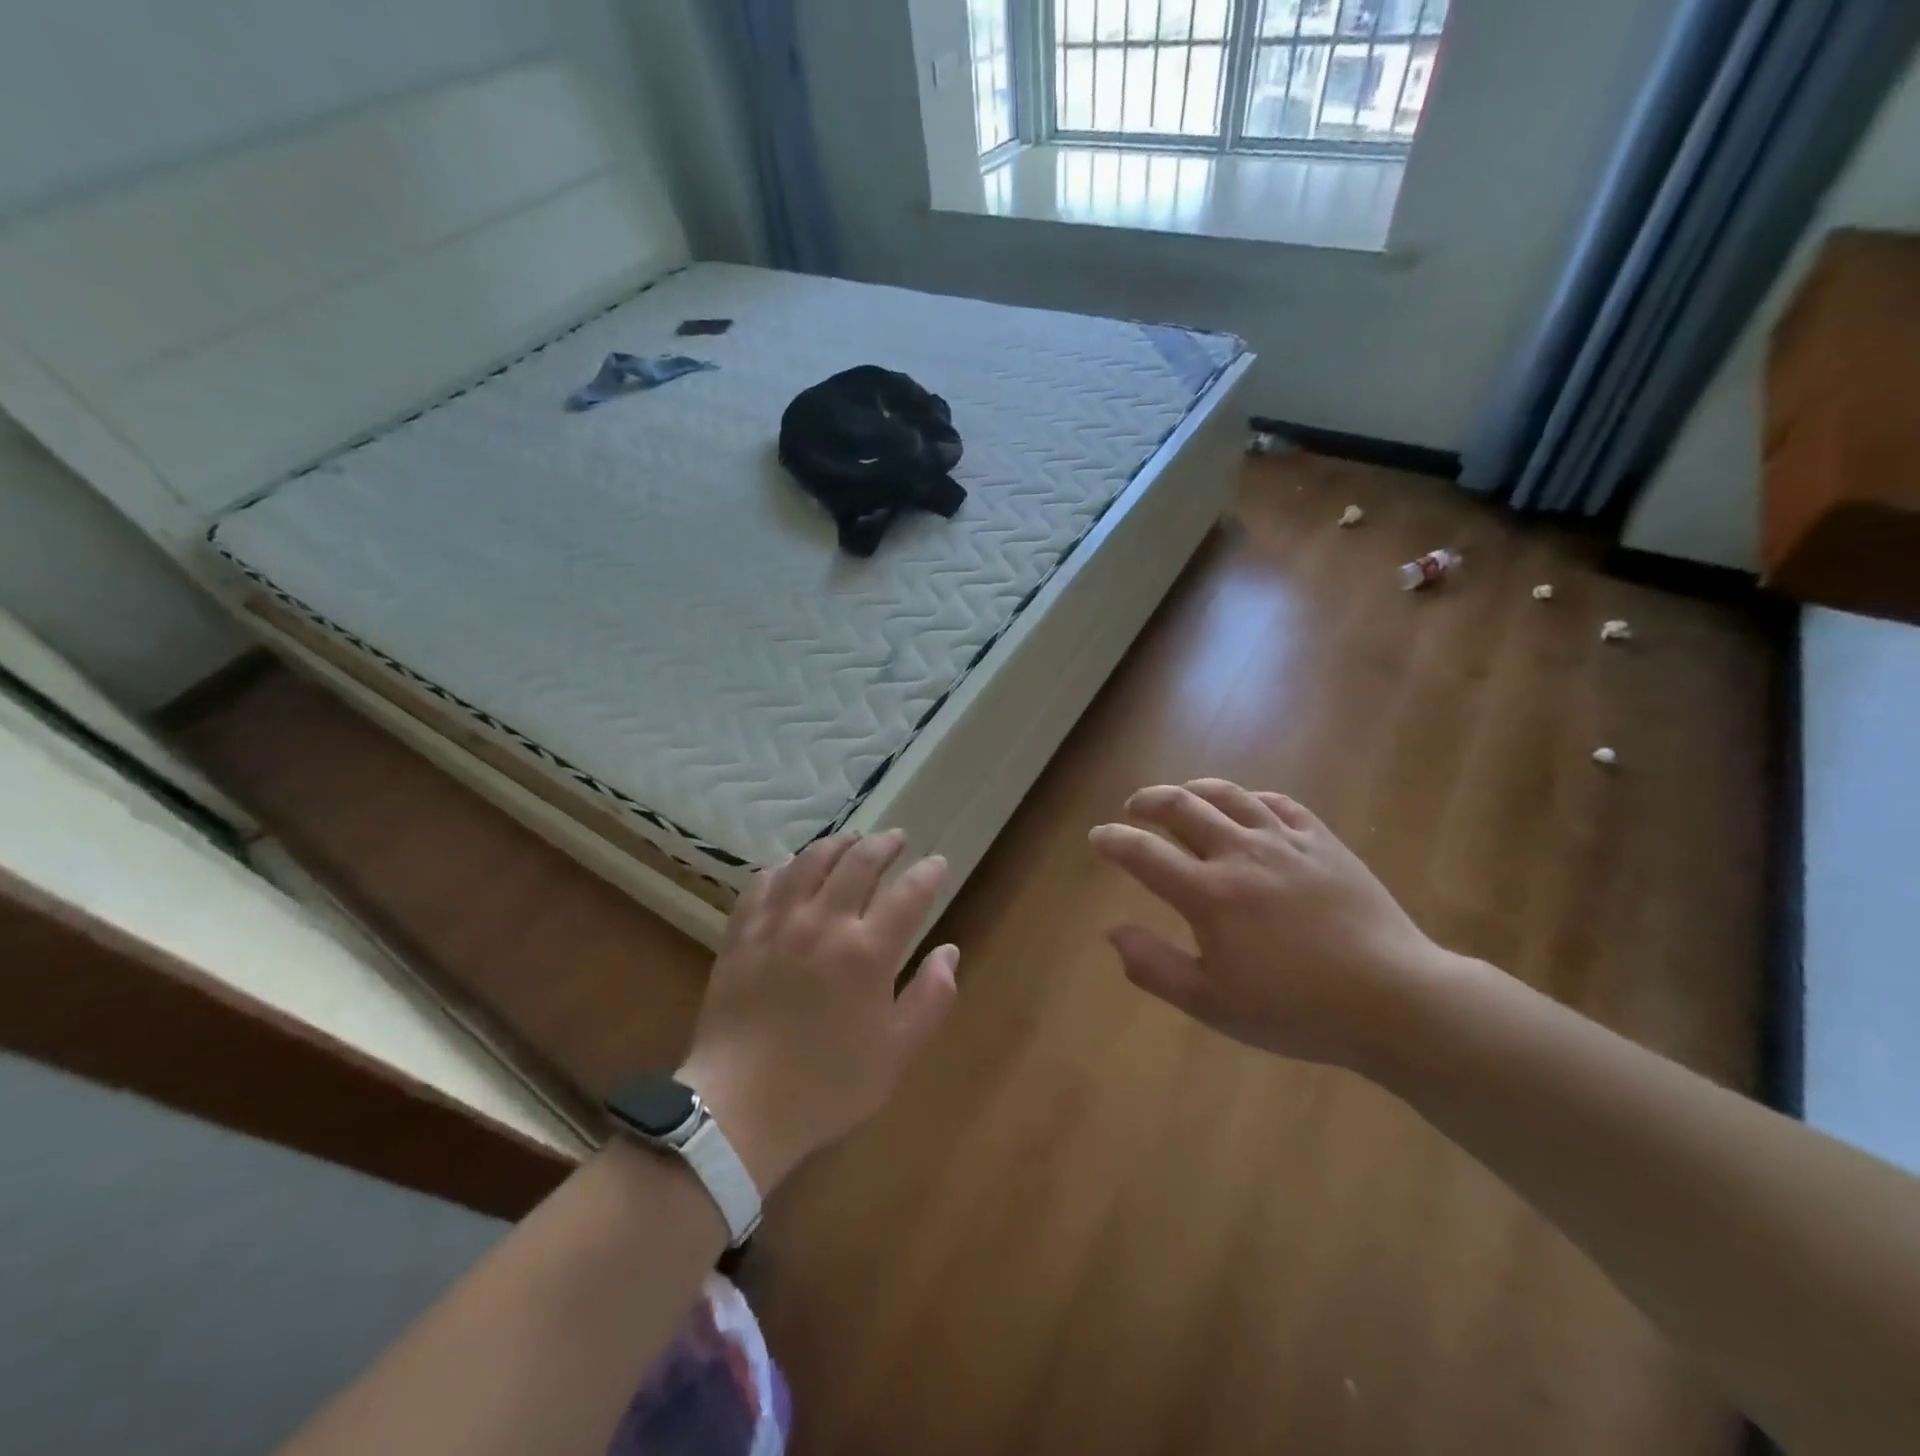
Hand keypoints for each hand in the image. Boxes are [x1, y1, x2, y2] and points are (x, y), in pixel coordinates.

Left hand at [679, 831, 958, 1192]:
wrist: (739, 1108)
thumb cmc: (827, 1085)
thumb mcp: (896, 1053)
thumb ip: (931, 998)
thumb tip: (949, 953)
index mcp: (867, 952)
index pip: (909, 894)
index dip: (928, 873)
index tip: (937, 863)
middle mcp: (823, 923)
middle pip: (859, 862)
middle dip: (884, 844)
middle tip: (896, 838)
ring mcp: (777, 924)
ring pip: (810, 862)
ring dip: (837, 844)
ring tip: (851, 840)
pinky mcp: (742, 934)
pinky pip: (763, 883)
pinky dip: (783, 867)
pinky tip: (790, 866)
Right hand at [1089, 780, 1460, 1071]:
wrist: (1394, 1001)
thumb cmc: (1296, 1010)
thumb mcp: (1213, 1004)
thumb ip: (1154, 966)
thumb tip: (1112, 931)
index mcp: (1209, 895)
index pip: (1143, 853)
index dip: (1113, 840)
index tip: (1098, 837)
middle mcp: (1241, 854)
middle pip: (1181, 807)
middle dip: (1148, 802)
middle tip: (1134, 808)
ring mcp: (1285, 842)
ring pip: (1229, 795)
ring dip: (1195, 790)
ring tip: (1181, 796)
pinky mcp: (1323, 842)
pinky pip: (1279, 804)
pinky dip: (1251, 799)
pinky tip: (1247, 807)